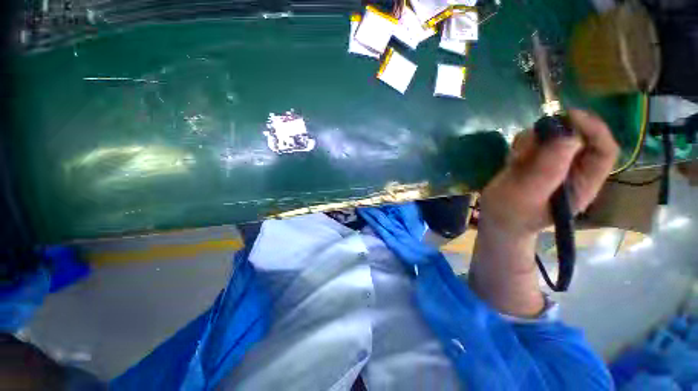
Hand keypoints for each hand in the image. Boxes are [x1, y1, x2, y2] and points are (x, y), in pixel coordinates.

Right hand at [480, 109, 619, 240]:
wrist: (494, 219)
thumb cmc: (511, 213)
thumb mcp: (529, 194)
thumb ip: (549, 169)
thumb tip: (569, 135)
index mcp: (583, 183)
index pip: (603, 149)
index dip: (593, 129)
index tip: (568, 116)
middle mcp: (572, 170)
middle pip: (577, 137)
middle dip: (553, 135)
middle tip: (530, 142)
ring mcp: (551, 164)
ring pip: (551, 137)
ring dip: (532, 141)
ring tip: (515, 160)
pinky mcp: (533, 161)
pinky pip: (533, 142)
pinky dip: (521, 144)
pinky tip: (511, 160)